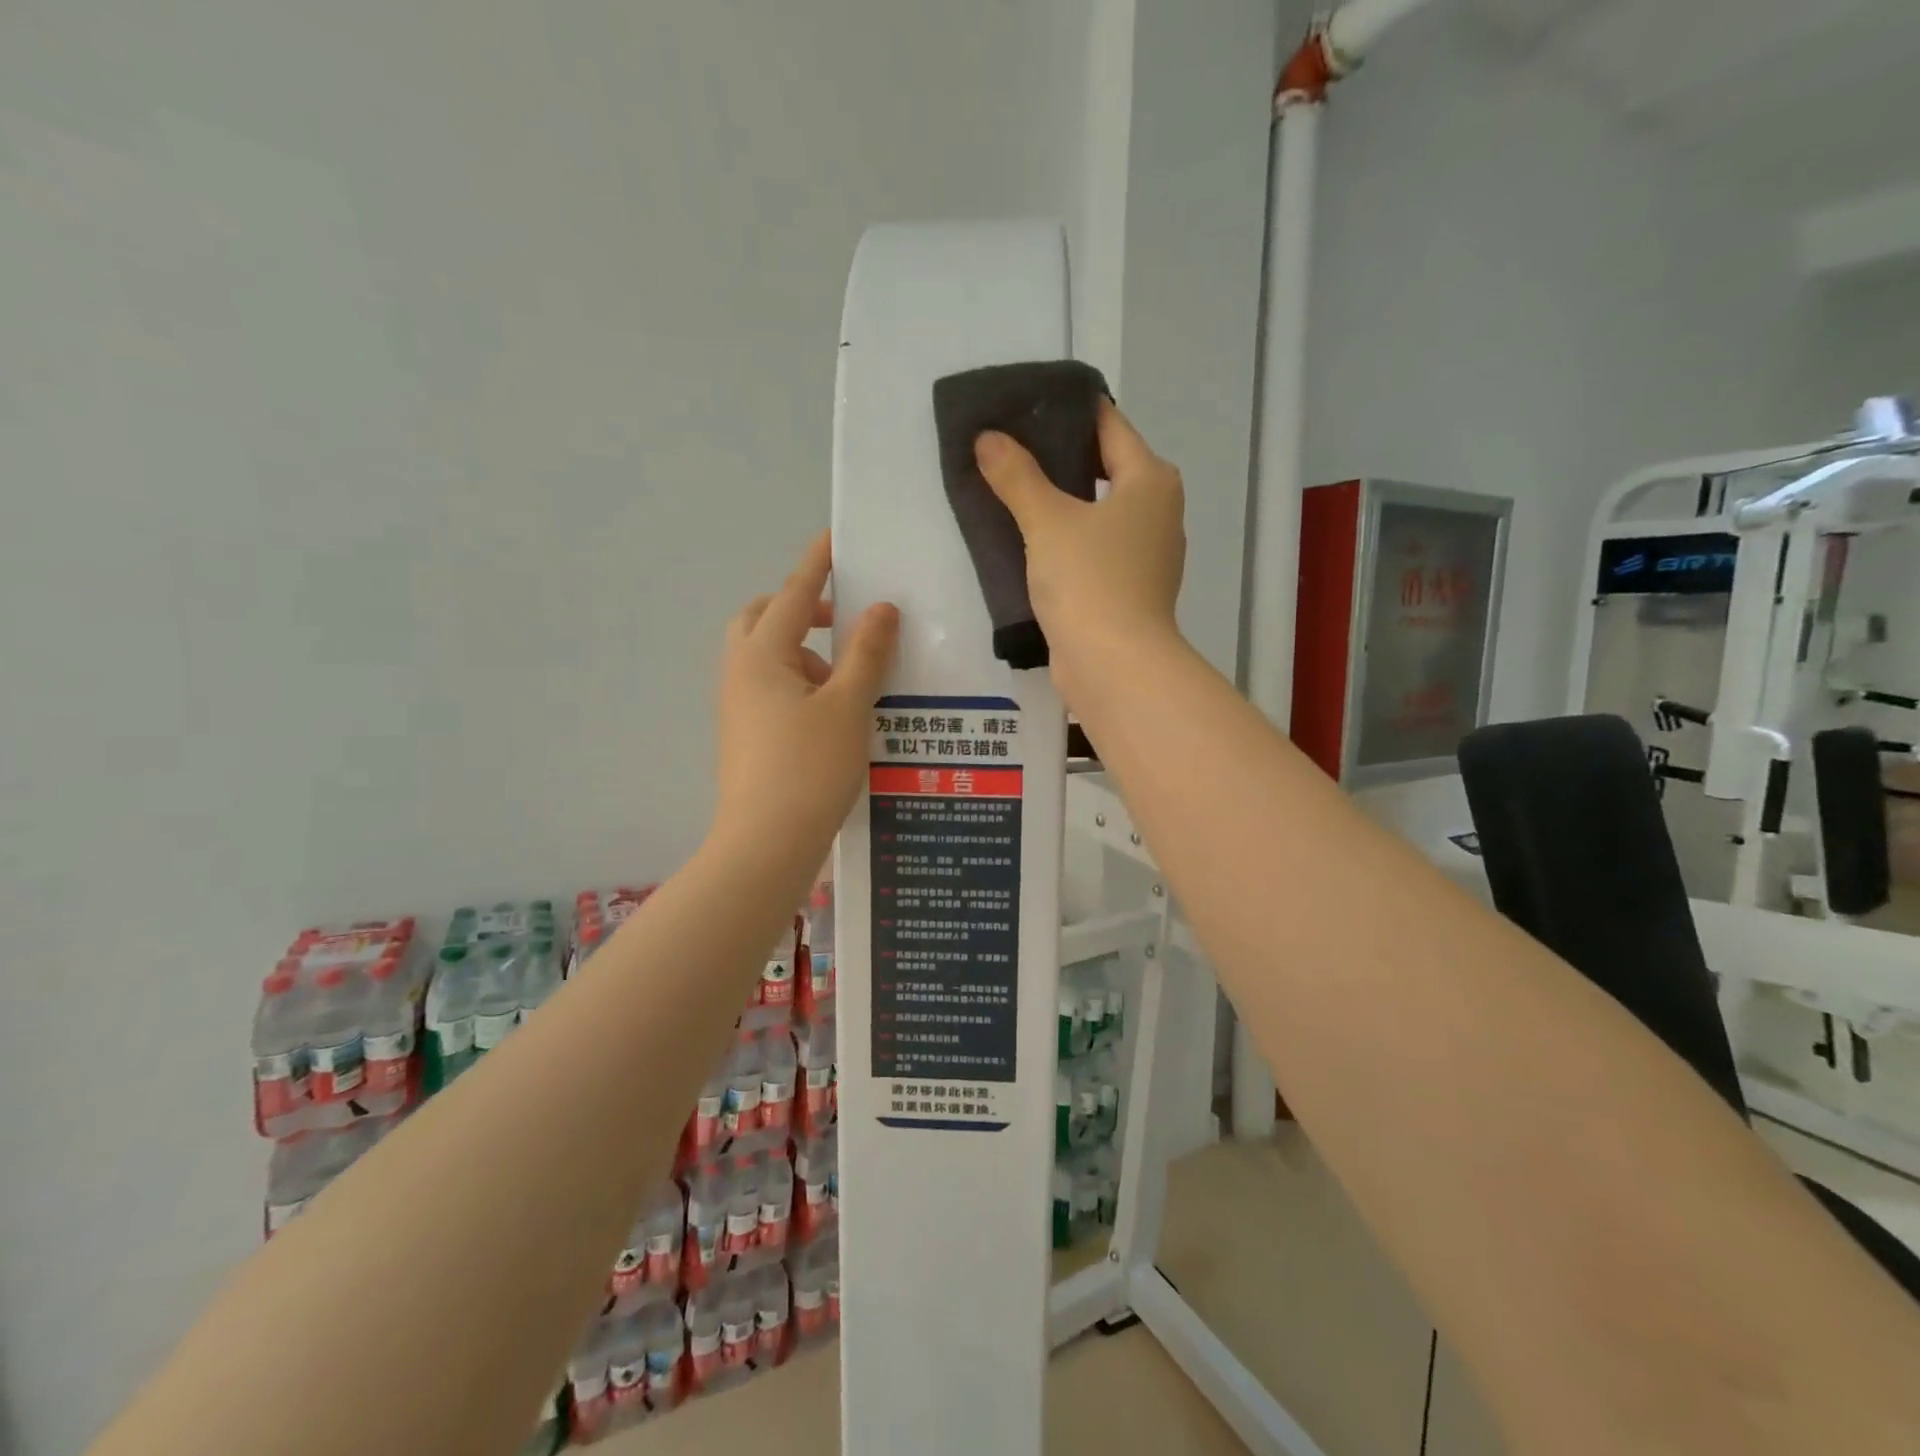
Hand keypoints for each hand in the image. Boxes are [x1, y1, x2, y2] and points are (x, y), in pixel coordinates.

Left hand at [715, 533, 899, 849]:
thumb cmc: (809, 768)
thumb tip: (881, 608)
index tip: (836, 537)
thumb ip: (866, 652)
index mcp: (761, 655)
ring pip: (767, 655)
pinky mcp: (744, 733)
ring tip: (849, 681)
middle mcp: (740, 671)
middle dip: (803, 609)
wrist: (765, 844)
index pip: (796, 594)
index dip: (819, 564)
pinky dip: (799, 681)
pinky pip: (769, 686)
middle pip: (765, 618)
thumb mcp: (848, 706)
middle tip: (845, 622)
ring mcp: (737, 704)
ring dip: (805, 651)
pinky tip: (833, 712)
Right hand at [974, 401, 1185, 691]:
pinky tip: (1028, 542)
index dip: (1067, 412)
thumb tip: (988, 439)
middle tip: (1007, 448)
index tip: (1025, 406)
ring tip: (1010, 491)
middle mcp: (1157, 512)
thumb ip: (1017, 476)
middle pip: (1104, 469)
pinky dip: (1066, 542)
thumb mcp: (1047, 521)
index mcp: (1150, 480)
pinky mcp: (1127, 590)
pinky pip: (1093, 550)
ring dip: (1059, 504)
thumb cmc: (1090, 581)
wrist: (1113, 666)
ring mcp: (1145, 555)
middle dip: (1058, 459)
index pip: (1108, 426)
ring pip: (1097, 513)